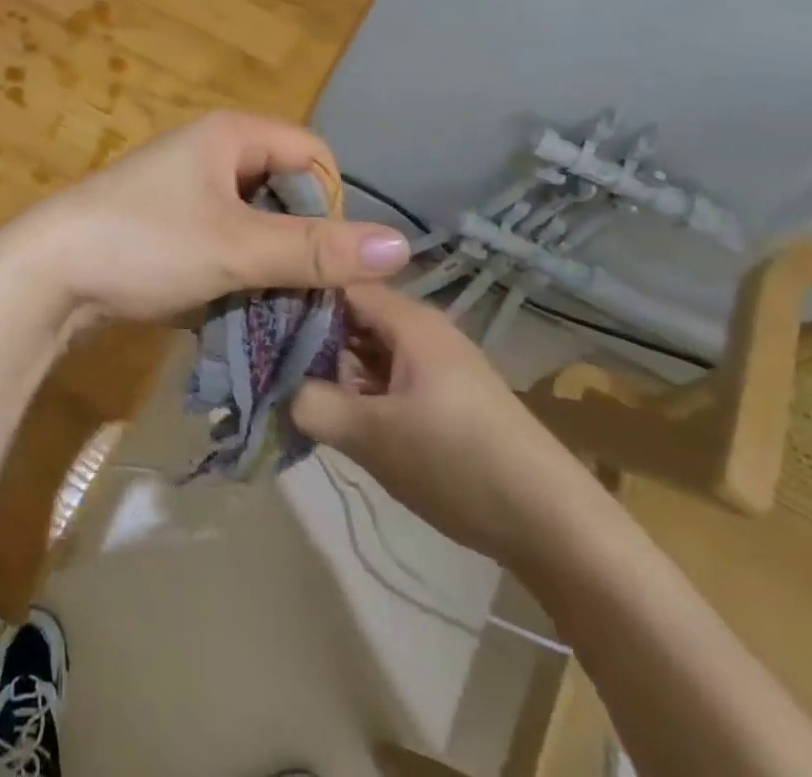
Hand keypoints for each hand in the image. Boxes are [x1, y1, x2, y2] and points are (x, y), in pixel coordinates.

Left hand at [0, 112, 412, 325]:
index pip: (311, 156)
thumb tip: (404, 248)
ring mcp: (185, 191)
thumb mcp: (236, 247)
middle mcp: (210, 153)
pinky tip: (234, 308)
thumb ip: (316, 250)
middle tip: (301, 292)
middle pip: (284, 191)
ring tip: (270, 308)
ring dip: (267, 265)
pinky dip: (235, 273)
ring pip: (254, 224)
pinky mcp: (168, 227)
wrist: (47, 271)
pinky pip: (222, 243)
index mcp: (229, 136)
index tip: (324, 259)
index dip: (329, 205)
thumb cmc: (145, 243)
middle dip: (299, 242)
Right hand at [291, 282, 606, 573]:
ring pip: (365, 347)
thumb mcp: (371, 436)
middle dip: (306, 335)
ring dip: (331, 366)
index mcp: (408, 320)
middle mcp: (421, 329)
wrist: (557, 529)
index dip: (292, 293)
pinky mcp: (444, 394)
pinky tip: (336, 415)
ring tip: (291, 388)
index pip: (335, 282)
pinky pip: (385, 374)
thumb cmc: (459, 464)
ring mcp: (435, 362)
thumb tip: (275, 387)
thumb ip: (311, 404)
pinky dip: (357, 388)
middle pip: (348, 314)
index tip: (253, 316)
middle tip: (265, 360)